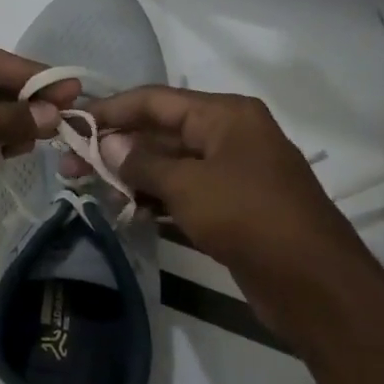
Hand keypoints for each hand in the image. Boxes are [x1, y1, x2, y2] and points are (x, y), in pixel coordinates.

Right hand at [77, 87, 372, 296]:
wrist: (314, 283)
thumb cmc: (249, 218)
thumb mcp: (187, 185)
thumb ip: (141, 162)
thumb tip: (107, 144)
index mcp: (224, 115)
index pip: (154, 100)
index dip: (110, 110)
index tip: (71, 124)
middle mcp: (228, 135)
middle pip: (158, 132)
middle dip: (114, 147)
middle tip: (70, 165)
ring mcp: (230, 171)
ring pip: (167, 164)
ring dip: (129, 175)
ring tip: (88, 189)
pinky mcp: (230, 205)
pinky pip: (181, 191)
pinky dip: (152, 198)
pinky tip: (124, 211)